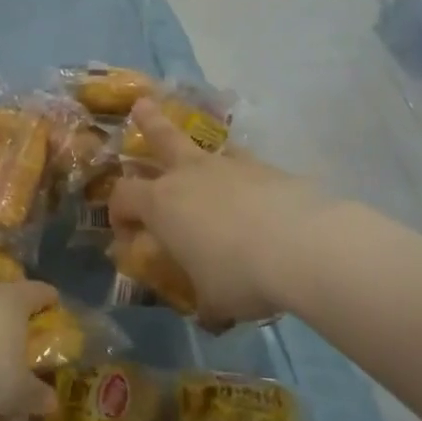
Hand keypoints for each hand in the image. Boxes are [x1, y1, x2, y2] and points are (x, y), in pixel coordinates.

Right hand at [110, 99, 333, 330]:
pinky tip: (253, 191)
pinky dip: (241, 174)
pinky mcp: (268, 169)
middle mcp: (190, 175)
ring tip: (203, 155)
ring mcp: (231, 166)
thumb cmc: (239, 275)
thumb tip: (210, 314)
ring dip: (199, 149)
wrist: (303, 246)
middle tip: (141, 105)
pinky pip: (244, 165)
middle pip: (162, 138)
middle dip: (148, 123)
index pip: (123, 196)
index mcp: (162, 204)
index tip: (126, 233)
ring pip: (207, 147)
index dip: (118, 212)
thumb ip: (204, 300)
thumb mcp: (212, 300)